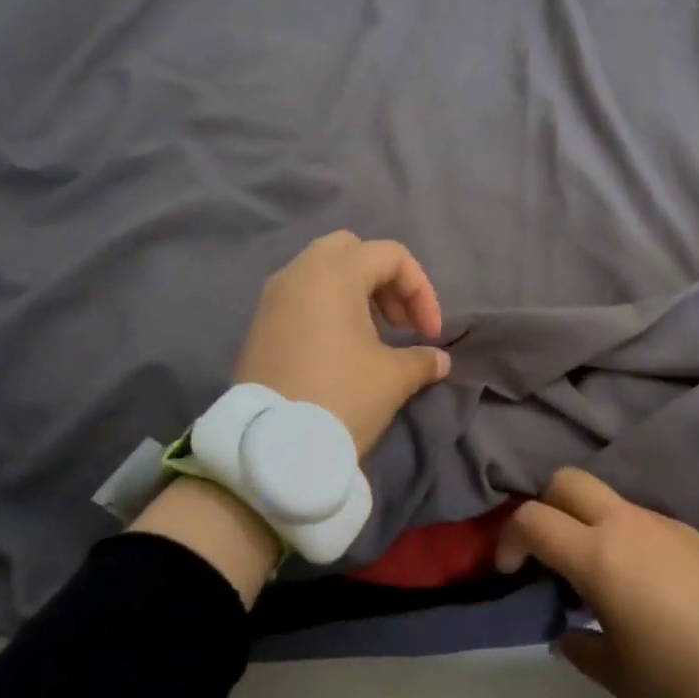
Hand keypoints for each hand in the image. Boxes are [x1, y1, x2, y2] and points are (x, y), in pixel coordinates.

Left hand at [230, 231, 451, 455]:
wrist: (272, 446)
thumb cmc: (340, 397)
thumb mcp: (393, 378)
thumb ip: (422, 360)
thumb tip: (439, 360)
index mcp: (334, 272)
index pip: (390, 256)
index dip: (421, 290)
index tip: (429, 334)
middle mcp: (298, 272)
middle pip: (351, 251)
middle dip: (383, 280)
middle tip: (398, 322)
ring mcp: (272, 297)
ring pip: (321, 272)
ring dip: (354, 293)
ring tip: (373, 337)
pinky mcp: (259, 324)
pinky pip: (300, 297)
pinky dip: (326, 308)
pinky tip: (339, 350)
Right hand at [498, 468, 698, 697]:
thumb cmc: (687, 689)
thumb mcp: (620, 678)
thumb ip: (580, 646)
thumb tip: (568, 632)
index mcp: (600, 557)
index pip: (533, 519)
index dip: (508, 538)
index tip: (508, 570)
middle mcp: (632, 526)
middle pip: (569, 481)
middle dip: (545, 506)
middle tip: (548, 555)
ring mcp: (671, 527)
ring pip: (611, 501)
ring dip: (590, 525)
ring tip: (600, 581)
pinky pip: (649, 524)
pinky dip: (629, 540)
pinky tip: (648, 589)